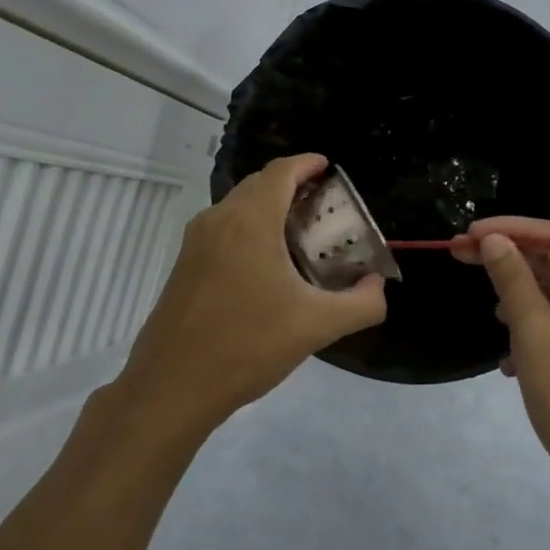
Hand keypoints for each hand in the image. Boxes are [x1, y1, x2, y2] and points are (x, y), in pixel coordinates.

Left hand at [120, 154, 386, 433]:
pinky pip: (223, 229)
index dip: (307, 164)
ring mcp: (196, 241)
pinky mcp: (184, 264)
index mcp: (250, 220)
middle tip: (324, 204)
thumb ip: (361, 304)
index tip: (330, 168)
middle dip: (292, 185)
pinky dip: (249, 228)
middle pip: (259, 184)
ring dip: (269, 208)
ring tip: (301, 233)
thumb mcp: (316, 326)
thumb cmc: (247, 345)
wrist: (172, 385)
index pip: (281, 171)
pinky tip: (267, 264)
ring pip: (238, 206)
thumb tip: (377, 286)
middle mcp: (218, 219)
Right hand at [452, 217, 549, 501]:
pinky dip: (537, 329)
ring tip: (491, 315)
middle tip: (462, 258)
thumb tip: (494, 239)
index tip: (467, 235)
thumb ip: (513, 281)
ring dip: (522, 298)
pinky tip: (512, 359)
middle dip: (510, 261)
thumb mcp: (534, 334)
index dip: (509, 229)